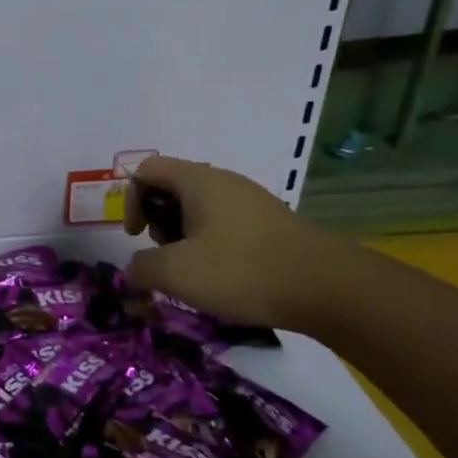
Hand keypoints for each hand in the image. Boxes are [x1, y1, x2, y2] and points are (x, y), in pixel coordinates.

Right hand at [122, 155, 357, 334]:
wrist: (326, 287)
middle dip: (158, 220)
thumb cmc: (242, 270)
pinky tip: (223, 274)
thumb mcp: (178, 273)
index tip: (137, 236)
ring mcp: (250, 200)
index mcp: (198, 180)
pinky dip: (210, 241)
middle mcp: (223, 180)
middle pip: (171, 186)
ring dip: (183, 234)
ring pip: (198, 206)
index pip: (147, 170)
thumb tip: (134, 268)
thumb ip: (142, 267)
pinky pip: (224, 221)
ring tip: (194, 270)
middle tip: (167, 255)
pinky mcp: (268, 222)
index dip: (131, 200)